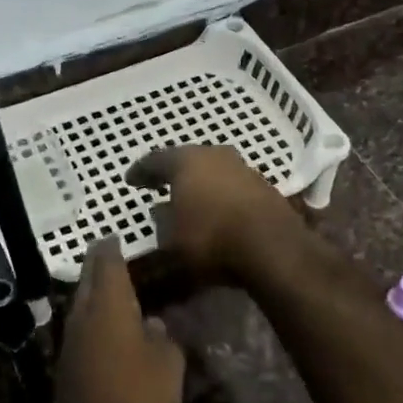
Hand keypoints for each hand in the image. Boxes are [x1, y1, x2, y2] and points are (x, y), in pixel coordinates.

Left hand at [54, 238, 183, 402]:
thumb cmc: (136, 396)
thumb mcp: (168, 366)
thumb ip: (163, 340)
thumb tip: (154, 326)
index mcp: (109, 304)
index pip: (107, 262)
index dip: (112, 247)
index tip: (115, 236)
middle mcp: (84, 315)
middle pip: (88, 279)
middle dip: (98, 265)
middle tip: (111, 255)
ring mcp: (70, 341)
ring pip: (81, 305)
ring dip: (94, 293)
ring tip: (113, 290)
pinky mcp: (66, 366)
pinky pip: (81, 330)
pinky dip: (93, 321)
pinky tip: (107, 330)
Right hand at [126, 145, 299, 283]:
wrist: (272, 247)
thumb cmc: (211, 238)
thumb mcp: (171, 239)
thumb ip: (161, 222)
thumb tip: (160, 211)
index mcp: (185, 161)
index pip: (155, 160)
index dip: (140, 171)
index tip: (131, 180)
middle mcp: (214, 155)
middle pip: (187, 159)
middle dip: (173, 171)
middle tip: (160, 183)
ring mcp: (242, 167)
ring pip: (212, 169)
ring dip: (200, 181)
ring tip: (190, 196)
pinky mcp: (263, 185)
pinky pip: (231, 184)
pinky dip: (220, 192)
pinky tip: (217, 207)